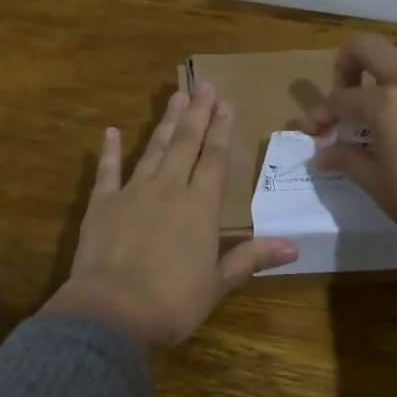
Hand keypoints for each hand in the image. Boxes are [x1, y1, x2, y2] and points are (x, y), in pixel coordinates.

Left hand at [44, 84, 297, 349]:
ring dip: (165, 122)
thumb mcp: (218, 283)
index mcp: (200, 206)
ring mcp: (133, 192)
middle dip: (197, 113)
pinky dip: (110, 150)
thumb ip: (251, 257)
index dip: (222, 130)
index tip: (226, 103)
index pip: (216, 159)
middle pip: (186, 143)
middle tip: (204, 85)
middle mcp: (169, 188)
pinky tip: (111, 131)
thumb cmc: (173, 301)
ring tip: (175, 96)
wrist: (112, 311)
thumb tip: (294, 246)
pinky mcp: (102, 204)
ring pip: (154, 148)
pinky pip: (107, 170)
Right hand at [300, 30, 396, 267]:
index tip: (315, 132)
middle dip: (346, 66)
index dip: (320, 115)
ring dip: (389, 55)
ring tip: (386, 85)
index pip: (340, 100)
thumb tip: (322, 154)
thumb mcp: (379, 186)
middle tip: (345, 94)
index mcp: (386, 104)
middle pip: (367, 46)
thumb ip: (348, 161)